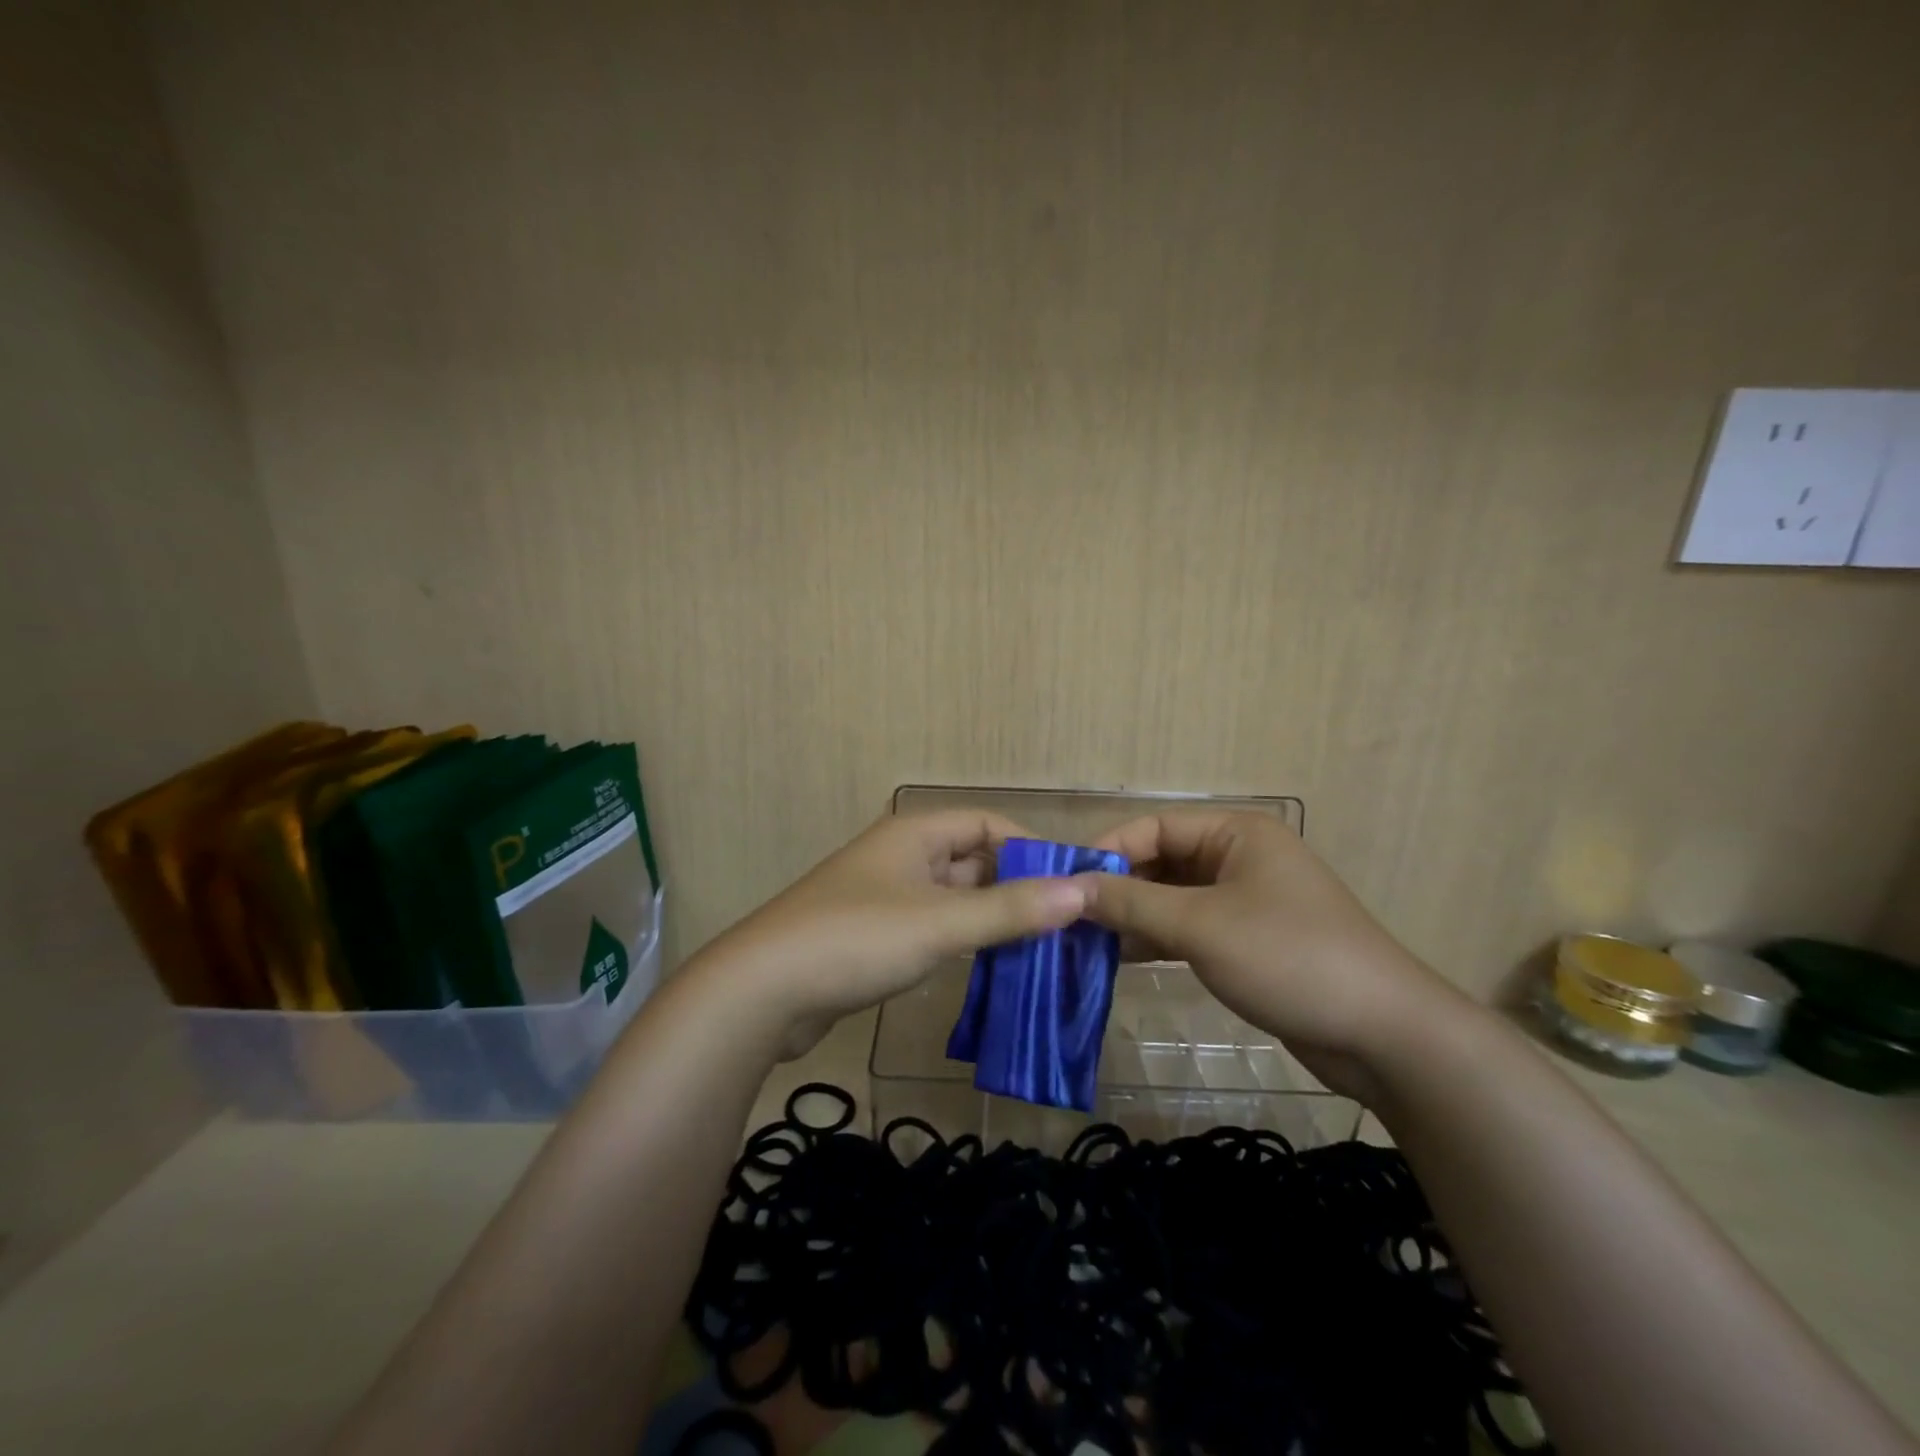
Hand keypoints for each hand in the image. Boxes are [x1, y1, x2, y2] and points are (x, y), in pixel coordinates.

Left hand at [700, 810, 1088, 1059]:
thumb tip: (1083, 892)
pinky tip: (987, 967)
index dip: (1029, 847)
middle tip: (1063, 925)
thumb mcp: (940, 922)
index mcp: (914, 834)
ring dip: (990, 918)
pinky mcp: (872, 935)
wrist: (761, 991)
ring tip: (1038, 949)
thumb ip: (1011, 909)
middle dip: (1015, 888)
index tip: (1068, 885)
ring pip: (952, 897)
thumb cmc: (856, 939)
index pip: (986, 824)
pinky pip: (931, 926)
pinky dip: (961, 940)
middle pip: (971, 860)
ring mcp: (883, 896)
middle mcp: (900, 856)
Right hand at [1082, 811, 1468, 1101]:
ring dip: (1132, 916)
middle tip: (1067, 917)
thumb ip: (1130, 902)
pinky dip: (1157, 939)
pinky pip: (1190, 928)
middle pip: (1161, 861)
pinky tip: (1119, 959)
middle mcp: (1239, 857)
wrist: (1384, 1034)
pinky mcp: (1249, 940)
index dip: (1106, 851)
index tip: (1063, 883)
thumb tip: (1069, 886)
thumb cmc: (1288, 957)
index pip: (1153, 827)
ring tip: (1082, 940)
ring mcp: (1245, 900)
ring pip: (1172, 897)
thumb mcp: (1200, 925)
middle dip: (1116, 887)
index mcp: (1235, 833)